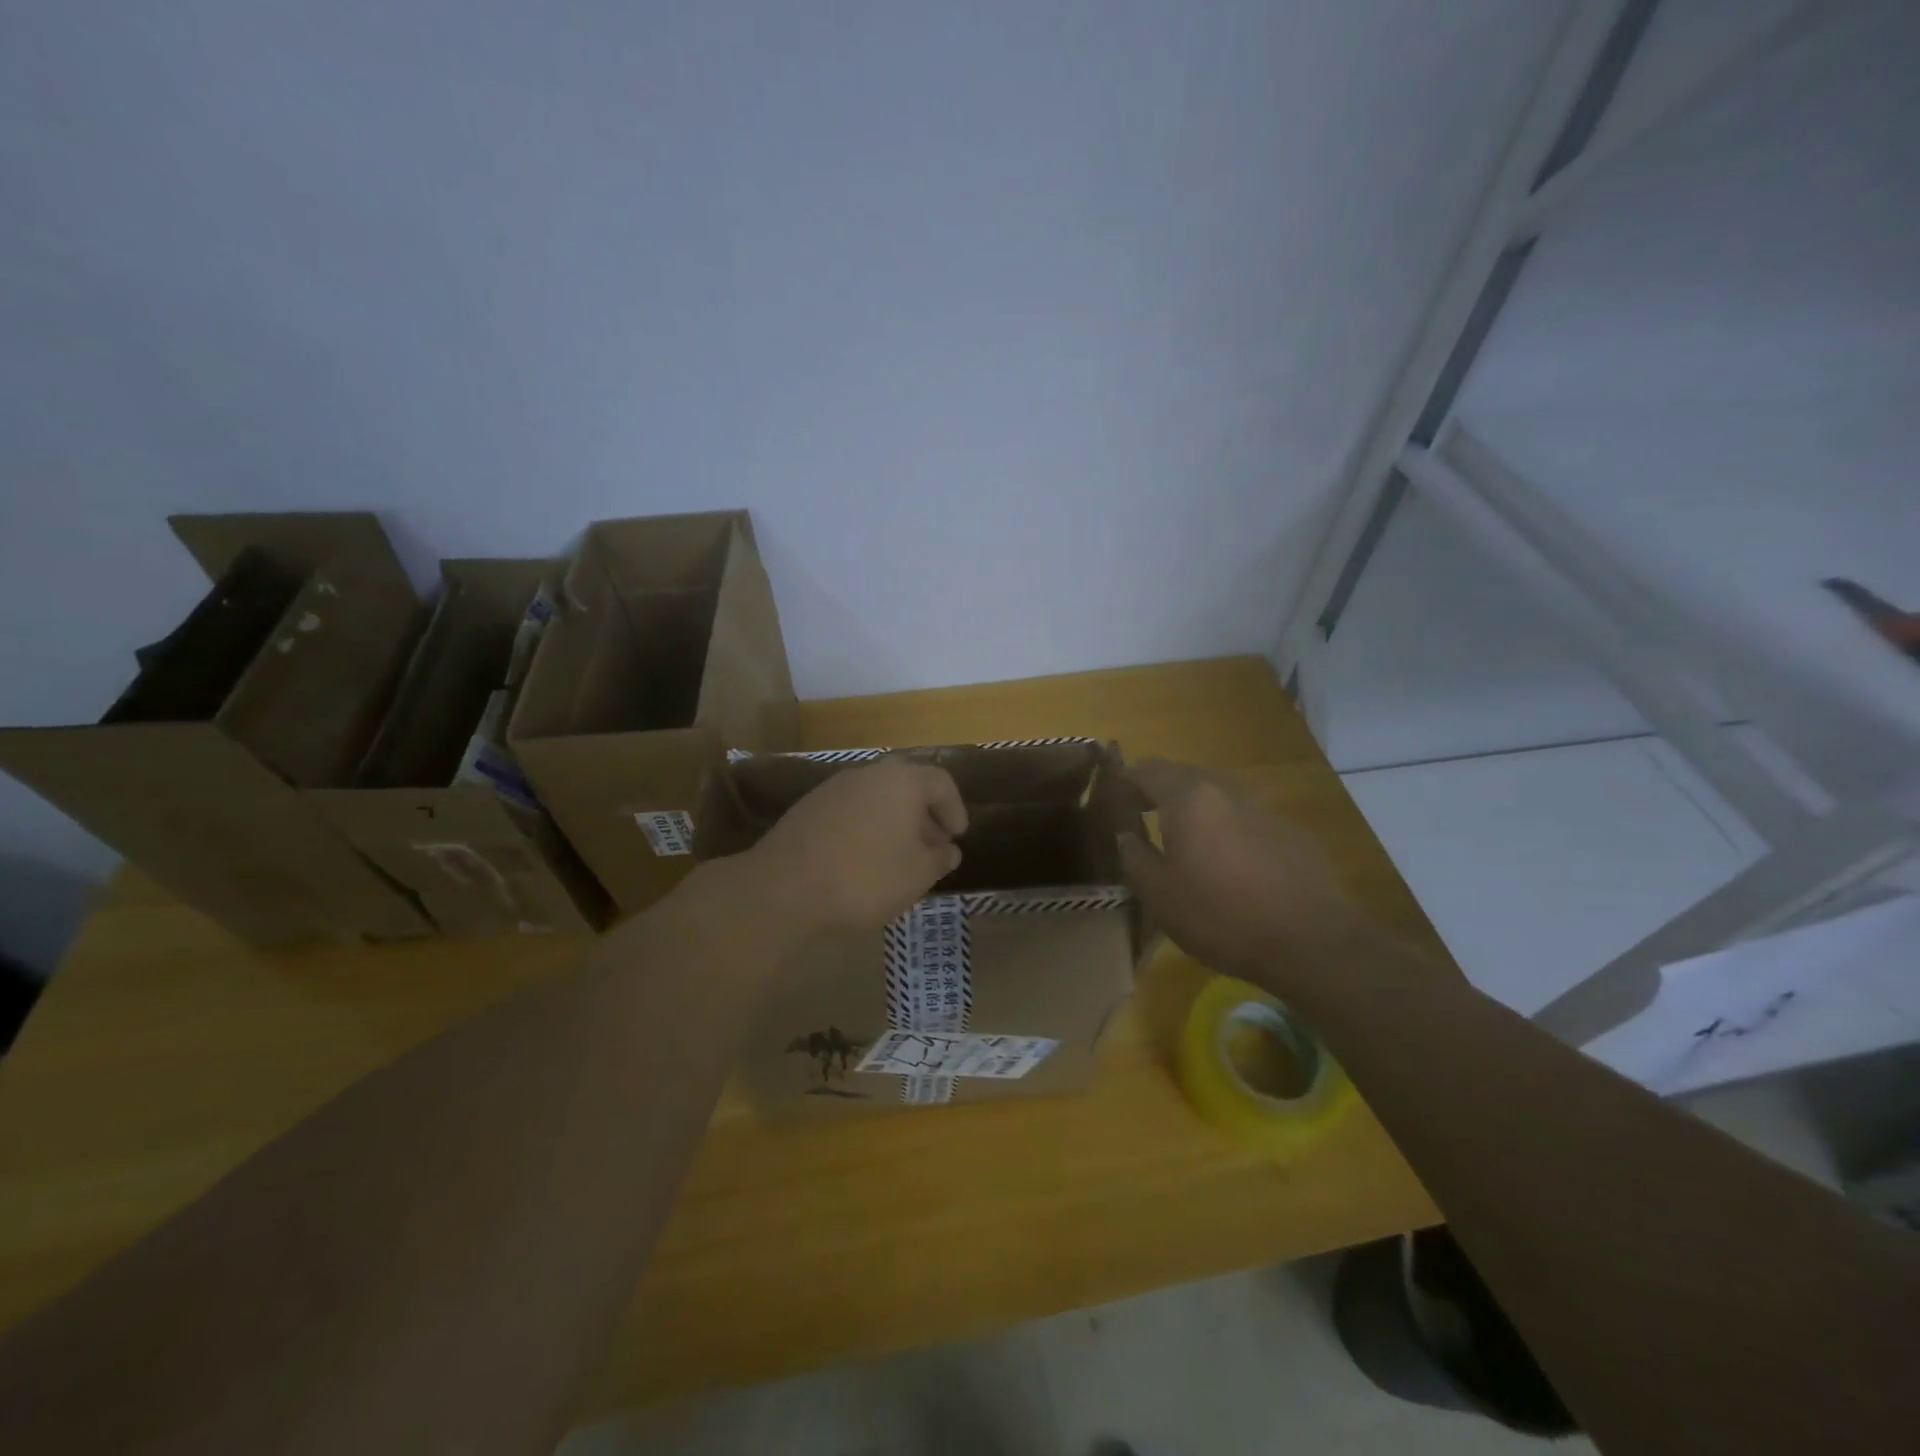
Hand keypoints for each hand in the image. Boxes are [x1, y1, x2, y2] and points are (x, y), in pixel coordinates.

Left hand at [741, 758, 967, 937]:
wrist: (784, 887)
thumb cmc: (865, 877)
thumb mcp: (917, 874)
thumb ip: (939, 858)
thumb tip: (948, 849)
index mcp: (902, 781)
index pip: (941, 782)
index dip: (955, 808)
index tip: (958, 836)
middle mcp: (869, 773)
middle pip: (907, 785)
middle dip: (924, 814)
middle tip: (932, 844)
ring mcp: (834, 787)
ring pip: (876, 797)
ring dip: (894, 820)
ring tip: (899, 855)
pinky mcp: (808, 807)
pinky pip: (851, 810)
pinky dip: (866, 826)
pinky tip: (863, 858)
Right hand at [1119, 758, 1354, 984]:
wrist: (1310, 941)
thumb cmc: (1221, 914)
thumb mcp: (1158, 894)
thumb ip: (1134, 856)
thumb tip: (1126, 836)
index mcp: (1189, 798)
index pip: (1147, 769)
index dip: (1125, 781)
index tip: (1112, 802)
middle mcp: (1227, 790)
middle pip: (1185, 777)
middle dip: (1160, 793)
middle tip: (1144, 820)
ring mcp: (1265, 809)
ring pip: (1219, 798)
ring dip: (1197, 812)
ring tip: (1187, 845)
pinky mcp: (1292, 833)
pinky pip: (1247, 821)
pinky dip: (1229, 832)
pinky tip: (1232, 868)